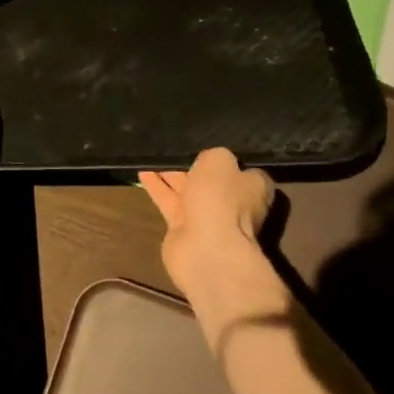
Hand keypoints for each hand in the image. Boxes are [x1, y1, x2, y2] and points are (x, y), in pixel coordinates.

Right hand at [139, 150, 287, 338]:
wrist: (205, 249)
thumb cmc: (220, 199)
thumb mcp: (219, 160)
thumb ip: (212, 155)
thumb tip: (206, 160)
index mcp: (252, 187)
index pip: (239, 167)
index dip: (221, 157)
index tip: (202, 144)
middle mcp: (232, 202)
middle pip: (209, 178)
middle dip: (190, 164)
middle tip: (170, 145)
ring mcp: (207, 217)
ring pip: (186, 189)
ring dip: (169, 173)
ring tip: (151, 154)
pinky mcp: (183, 228)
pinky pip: (169, 201)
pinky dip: (156, 187)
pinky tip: (141, 170)